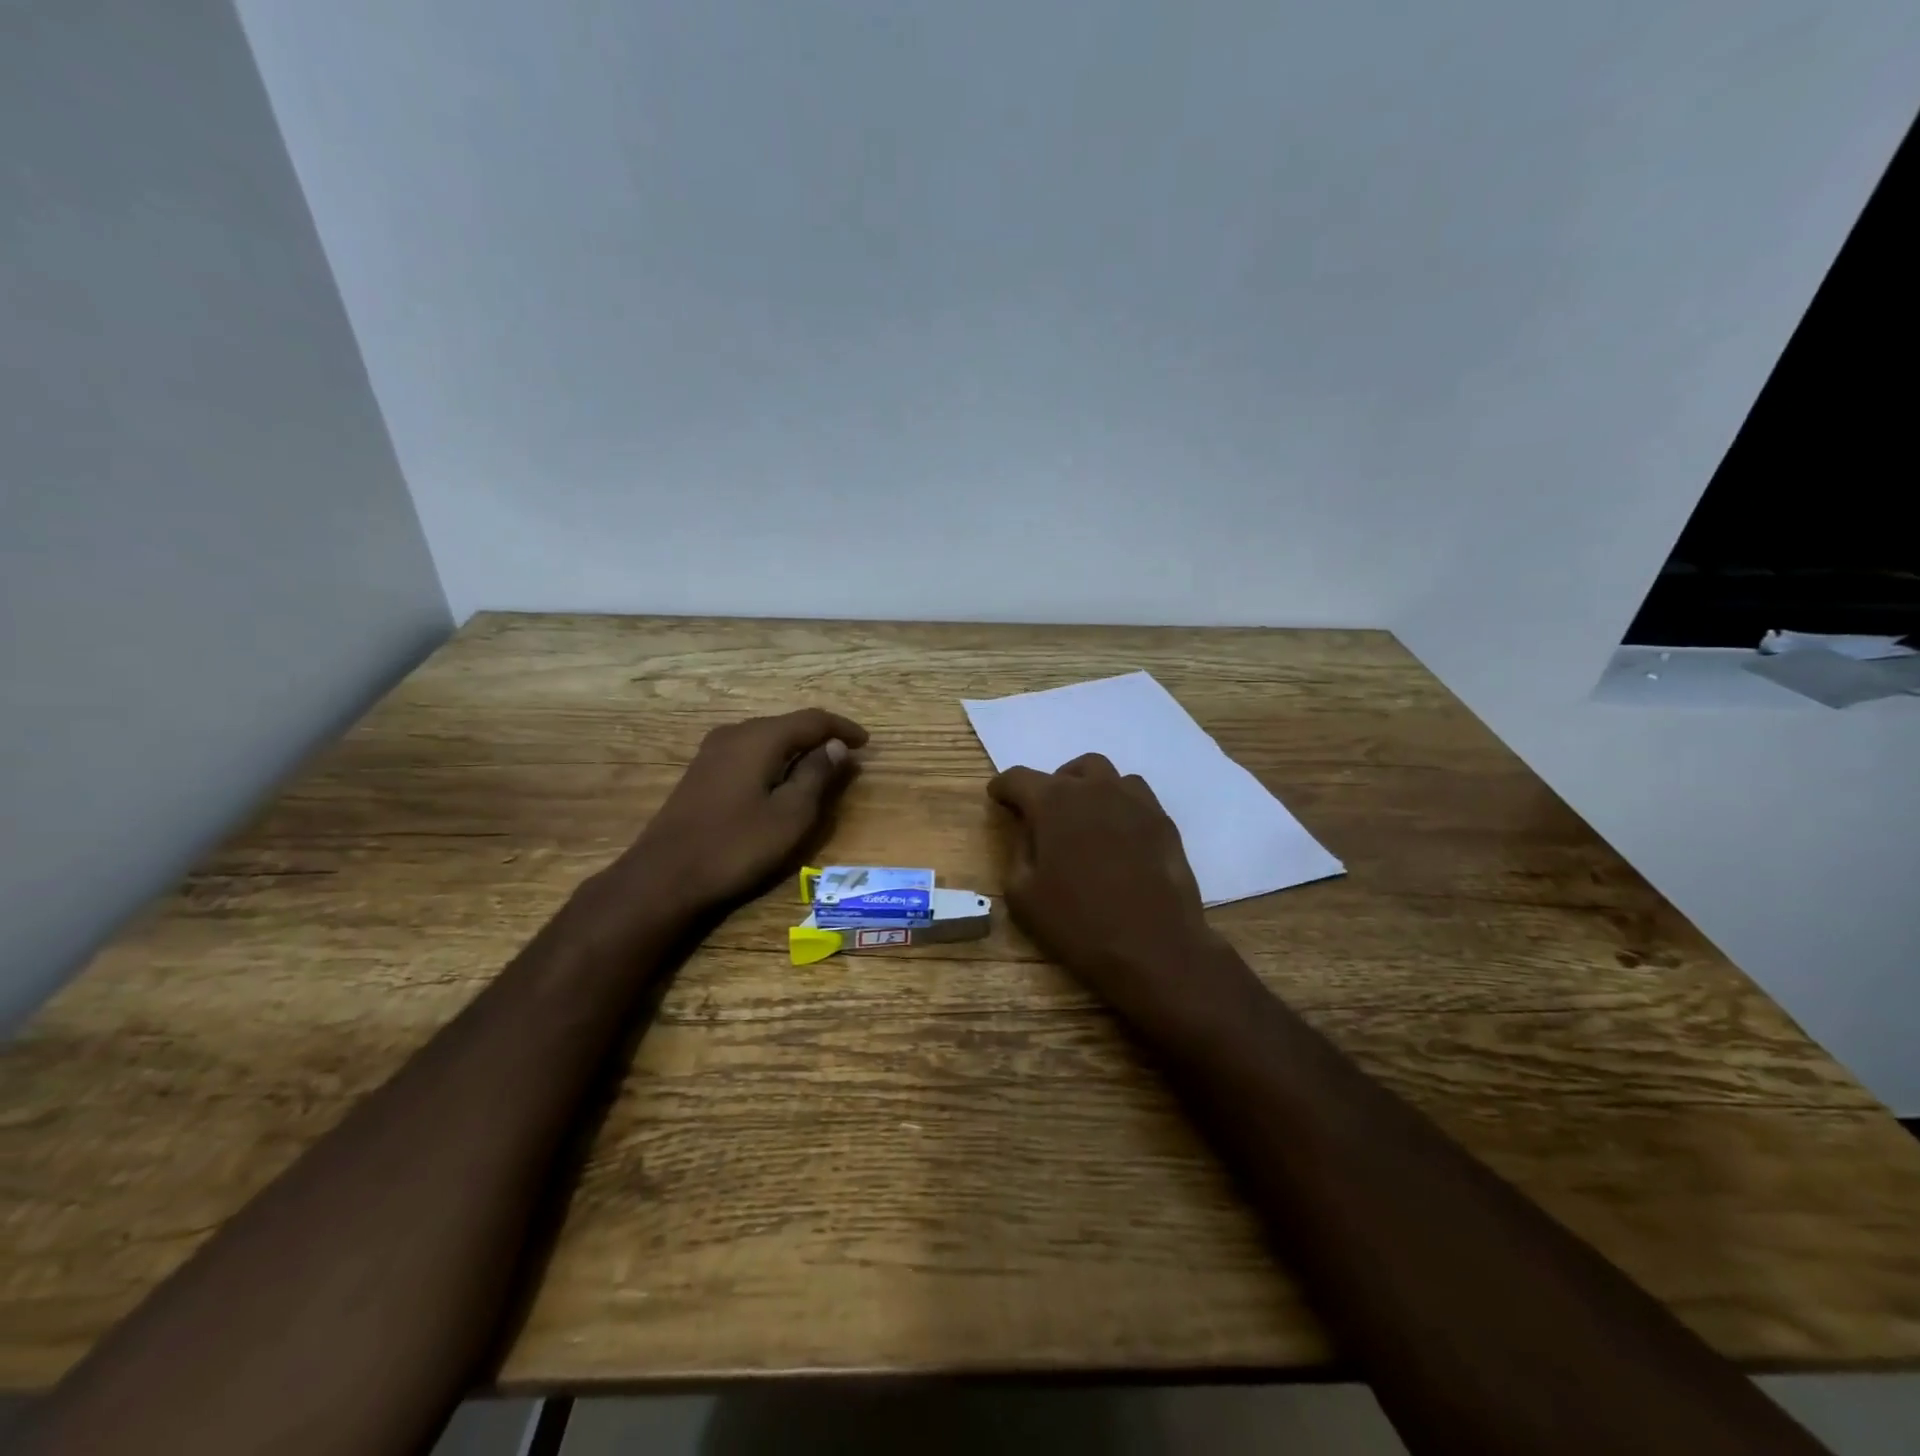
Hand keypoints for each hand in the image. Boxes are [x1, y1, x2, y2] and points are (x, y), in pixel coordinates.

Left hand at [609, 708, 868, 920]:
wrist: (665, 877)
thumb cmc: (736, 846)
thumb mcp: (790, 815)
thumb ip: (816, 775)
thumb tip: (835, 746)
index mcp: (760, 738)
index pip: (812, 720)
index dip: (842, 728)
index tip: (867, 743)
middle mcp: (735, 733)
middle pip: (788, 725)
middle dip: (820, 737)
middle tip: (846, 757)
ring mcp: (713, 751)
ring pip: (767, 738)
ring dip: (797, 749)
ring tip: (820, 768)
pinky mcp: (702, 771)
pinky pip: (750, 752)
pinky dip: (774, 760)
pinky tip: (781, 780)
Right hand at [988, 753, 1226, 1027]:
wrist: (1154, 949)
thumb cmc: (1079, 923)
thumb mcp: (1023, 895)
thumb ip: (1018, 851)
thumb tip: (1028, 831)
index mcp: (1053, 802)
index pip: (1018, 778)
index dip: (1003, 787)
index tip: (998, 799)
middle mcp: (1094, 789)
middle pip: (1066, 771)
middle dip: (1050, 786)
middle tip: (1045, 816)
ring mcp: (1134, 801)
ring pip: (1106, 776)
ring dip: (1087, 789)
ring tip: (1083, 820)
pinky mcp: (1163, 821)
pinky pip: (1135, 796)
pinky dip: (1119, 804)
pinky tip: (1117, 833)